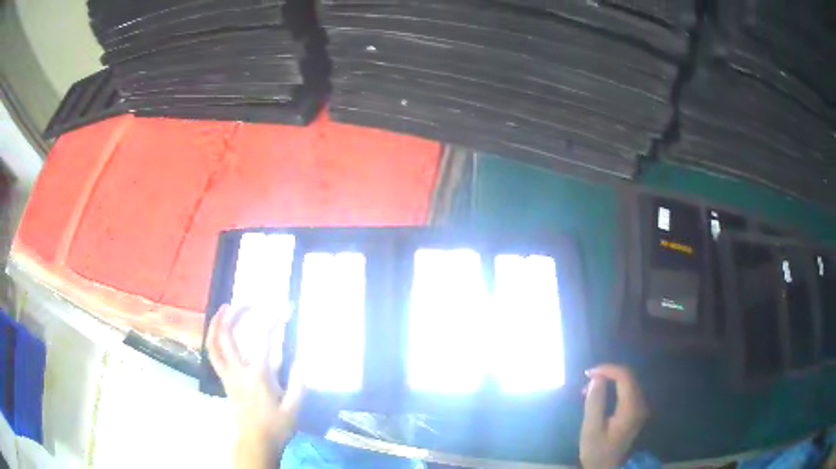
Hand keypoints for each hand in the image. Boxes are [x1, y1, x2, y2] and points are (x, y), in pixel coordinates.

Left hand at [206, 304, 303, 468]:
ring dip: (216, 323)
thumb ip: (297, 383)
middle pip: (228, 335)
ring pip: (213, 344)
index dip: (273, 320)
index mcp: (258, 376)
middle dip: (236, 313)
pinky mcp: (224, 380)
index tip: (285, 309)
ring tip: (224, 308)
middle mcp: (238, 371)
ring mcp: (228, 375)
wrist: (256, 441)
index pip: (263, 340)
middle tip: (248, 302)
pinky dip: (213, 339)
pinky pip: (213, 355)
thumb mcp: (294, 408)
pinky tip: (220, 333)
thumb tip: (300, 359)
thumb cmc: (276, 426)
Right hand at [580, 365, 648, 468]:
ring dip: (610, 380)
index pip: (624, 376)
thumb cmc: (598, 451)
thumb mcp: (591, 429)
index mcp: (631, 407)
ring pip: (629, 382)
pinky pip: (629, 391)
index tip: (588, 374)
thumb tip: (596, 379)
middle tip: (586, 382)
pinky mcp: (638, 411)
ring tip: (590, 390)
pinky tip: (601, 396)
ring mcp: (641, 407)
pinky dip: (615, 388)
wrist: (610, 468)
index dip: (607, 369)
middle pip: (629, 377)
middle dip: (607, 374)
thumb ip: (595, 403)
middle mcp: (641, 403)